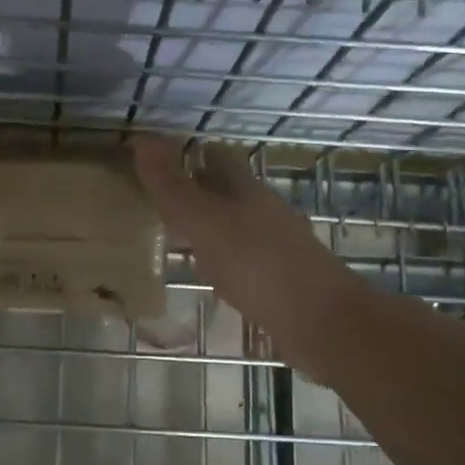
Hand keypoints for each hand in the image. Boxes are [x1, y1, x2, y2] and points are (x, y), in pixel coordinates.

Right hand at [133, 137, 357, 369]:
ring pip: (233, 226)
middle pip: (226, 191)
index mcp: (246, 190)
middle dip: (194, 189)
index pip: (216, 157)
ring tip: (169, 235)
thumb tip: (141, 138)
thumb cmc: (260, 265)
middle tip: (153, 198)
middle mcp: (263, 212)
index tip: (153, 159)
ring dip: (205, 227)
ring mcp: (274, 247)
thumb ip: (172, 186)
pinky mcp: (278, 281)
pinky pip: (240, 261)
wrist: (323, 325)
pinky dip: (218, 261)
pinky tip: (205, 276)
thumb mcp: (206, 222)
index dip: (188, 153)